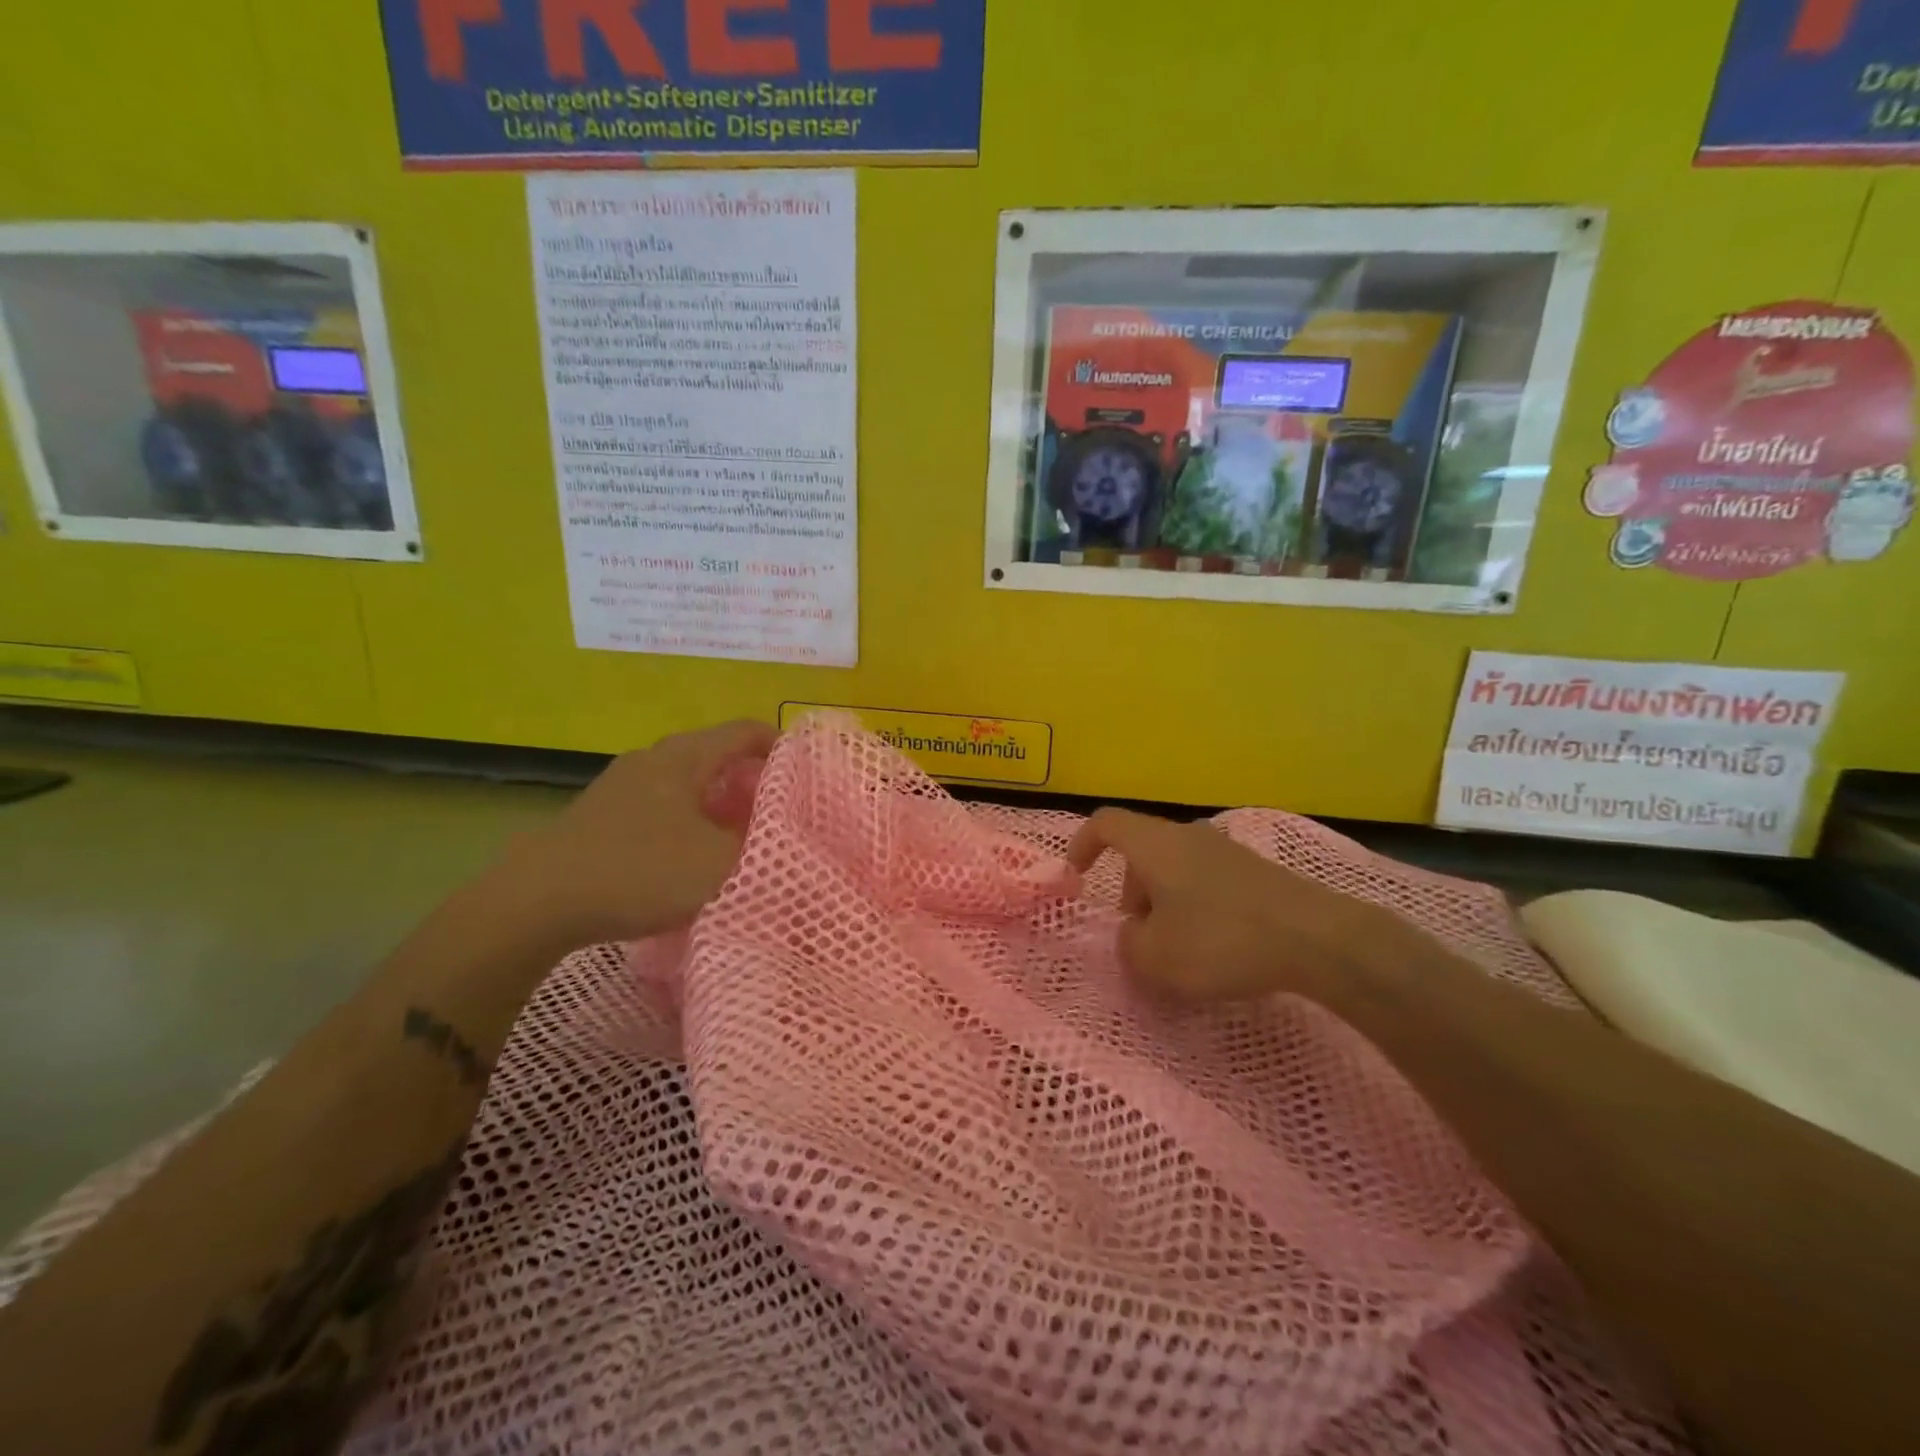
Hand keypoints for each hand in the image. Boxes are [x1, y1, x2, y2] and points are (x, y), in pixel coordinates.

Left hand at [505, 719, 777, 946]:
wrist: (537, 900)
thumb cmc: (640, 870)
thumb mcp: (719, 864)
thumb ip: (761, 847)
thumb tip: (784, 835)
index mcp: (685, 756)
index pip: (745, 731)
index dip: (781, 745)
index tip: (806, 773)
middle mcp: (654, 758)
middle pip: (716, 754)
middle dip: (751, 778)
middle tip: (777, 811)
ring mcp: (622, 784)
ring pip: (686, 780)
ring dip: (717, 801)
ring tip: (738, 834)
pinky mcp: (601, 813)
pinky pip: (660, 803)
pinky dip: (687, 818)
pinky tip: (689, 853)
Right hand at [1065, 808, 1402, 1004]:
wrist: (1316, 938)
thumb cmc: (1220, 939)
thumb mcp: (1156, 957)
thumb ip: (1128, 945)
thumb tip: (1134, 934)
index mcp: (1155, 844)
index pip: (1106, 823)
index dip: (1082, 844)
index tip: (1076, 876)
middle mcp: (1188, 836)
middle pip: (1142, 850)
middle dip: (1129, 889)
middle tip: (1137, 932)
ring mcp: (1225, 851)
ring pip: (1175, 866)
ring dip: (1162, 900)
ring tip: (1176, 946)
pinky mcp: (1255, 872)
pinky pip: (1205, 880)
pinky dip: (1194, 905)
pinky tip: (1214, 945)